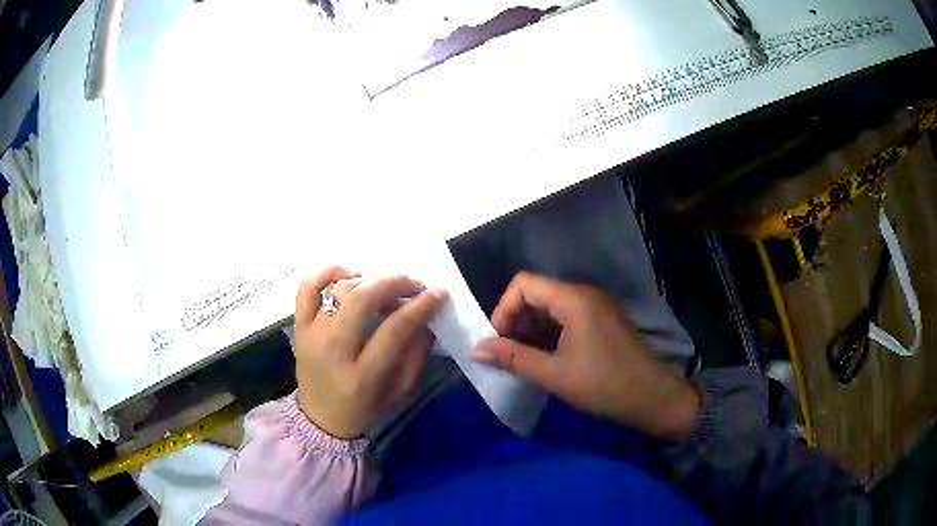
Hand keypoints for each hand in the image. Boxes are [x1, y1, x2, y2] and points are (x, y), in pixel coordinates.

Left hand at [293, 266, 446, 438]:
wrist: (320, 419)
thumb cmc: (364, 408)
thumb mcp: (399, 391)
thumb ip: (417, 355)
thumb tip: (428, 317)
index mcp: (362, 376)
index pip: (394, 330)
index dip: (420, 307)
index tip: (438, 294)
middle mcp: (333, 351)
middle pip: (363, 300)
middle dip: (395, 283)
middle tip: (414, 284)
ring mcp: (311, 335)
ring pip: (339, 290)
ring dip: (369, 280)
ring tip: (385, 288)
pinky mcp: (299, 326)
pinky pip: (307, 287)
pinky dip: (327, 272)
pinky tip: (348, 273)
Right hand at [471, 272, 699, 440]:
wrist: (652, 397)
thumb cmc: (603, 384)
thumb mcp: (554, 374)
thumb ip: (513, 358)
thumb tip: (476, 349)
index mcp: (573, 299)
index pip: (524, 284)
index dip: (503, 309)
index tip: (498, 341)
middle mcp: (585, 294)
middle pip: (537, 293)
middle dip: (516, 320)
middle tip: (507, 353)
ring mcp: (597, 307)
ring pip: (551, 307)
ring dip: (532, 328)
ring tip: (523, 359)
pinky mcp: (603, 321)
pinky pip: (567, 317)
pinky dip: (550, 333)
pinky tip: (545, 358)